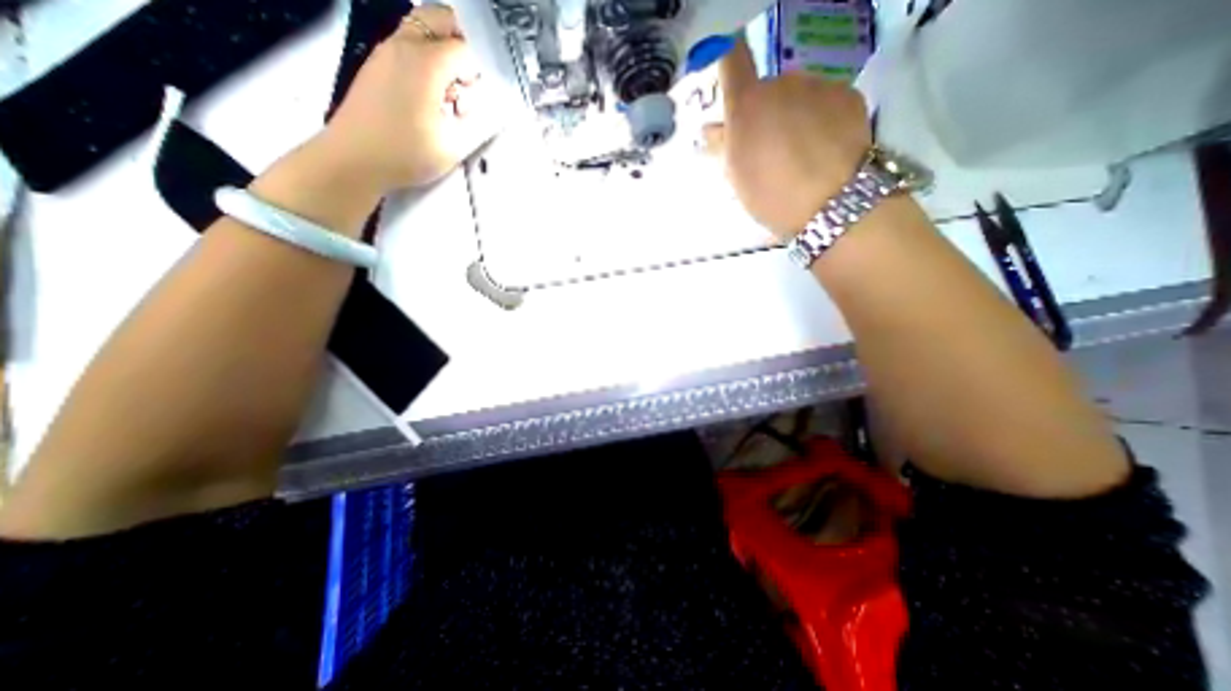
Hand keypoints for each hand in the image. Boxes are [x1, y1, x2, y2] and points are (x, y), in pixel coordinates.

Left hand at [319, 4, 497, 194]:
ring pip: (421, 30)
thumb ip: (474, 124)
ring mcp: (386, 53)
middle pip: (438, 19)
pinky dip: (425, 61)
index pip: (463, 48)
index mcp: (425, 63)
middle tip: (468, 80)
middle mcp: (403, 47)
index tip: (479, 96)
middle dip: (460, 43)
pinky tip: (429, 97)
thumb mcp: (453, 146)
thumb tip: (483, 108)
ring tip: (449, 91)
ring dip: (441, 52)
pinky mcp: (377, 66)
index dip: (477, 71)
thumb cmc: (406, 154)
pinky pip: (407, 47)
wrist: (355, 158)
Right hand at [707, 41, 869, 240]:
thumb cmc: (772, 195)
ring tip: (799, 152)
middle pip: (767, 88)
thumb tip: (712, 129)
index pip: (732, 60)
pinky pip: (824, 100)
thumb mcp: (738, 177)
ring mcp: (818, 86)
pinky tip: (823, 147)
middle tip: (767, 146)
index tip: (729, 74)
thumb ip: (724, 147)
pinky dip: (820, 117)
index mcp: (747, 104)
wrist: (832, 203)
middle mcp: (782, 83)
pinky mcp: (848, 94)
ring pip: (797, 95)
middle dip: (764, 111)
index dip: (727, 60)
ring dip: (792, 114)